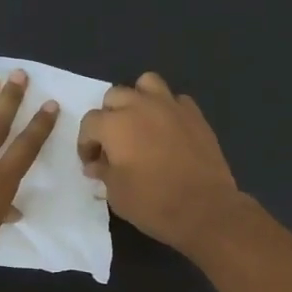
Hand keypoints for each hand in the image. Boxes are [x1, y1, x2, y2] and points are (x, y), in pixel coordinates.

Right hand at [77, 72, 241, 252]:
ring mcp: (171, 106)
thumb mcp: (116, 193)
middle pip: (115, 96)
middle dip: (109, 117)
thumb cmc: (152, 203)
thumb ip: (103, 172)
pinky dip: (167, 109)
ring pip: (147, 84)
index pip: (90, 123)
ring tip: (140, 123)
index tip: (91, 162)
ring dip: (138, 99)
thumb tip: (96, 164)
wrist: (204, 208)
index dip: (86, 143)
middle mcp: (140, 106)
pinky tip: (168, 130)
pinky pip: (175, 100)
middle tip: (114, 143)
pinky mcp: (195, 114)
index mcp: (115, 125)